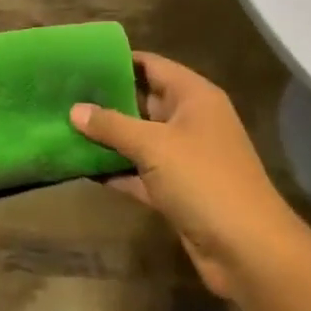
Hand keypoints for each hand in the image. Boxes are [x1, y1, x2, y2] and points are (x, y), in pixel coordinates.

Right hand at [72, 53, 293, 299]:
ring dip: (107, 137)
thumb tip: (74, 110)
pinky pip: (139, 172)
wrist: (247, 250)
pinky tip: (81, 167)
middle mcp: (190, 121)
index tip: (80, 60)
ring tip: (64, 126)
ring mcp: (184, 157)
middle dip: (105, 99)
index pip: (151, 65)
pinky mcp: (177, 190)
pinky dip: (116, 170)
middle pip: (142, 101)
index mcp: (193, 97)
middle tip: (63, 93)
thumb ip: (112, 125)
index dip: (117, 61)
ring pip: (138, 139)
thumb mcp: (154, 146)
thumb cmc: (203, 180)